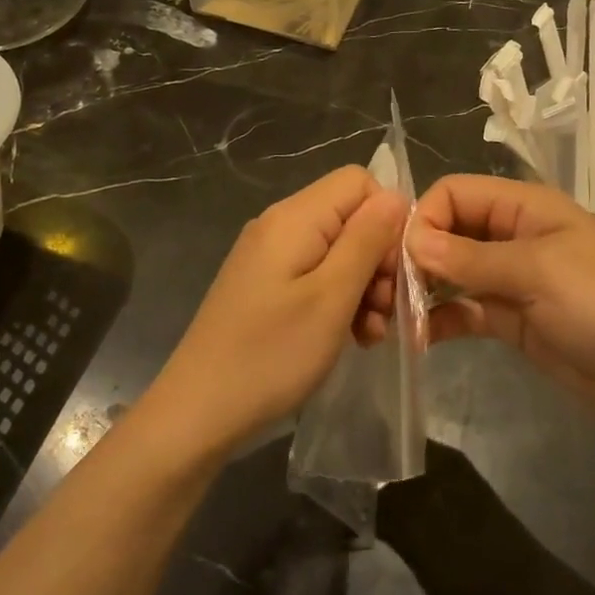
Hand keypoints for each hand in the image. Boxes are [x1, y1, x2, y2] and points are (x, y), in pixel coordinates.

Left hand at [152, 165, 405, 452]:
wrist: (198, 412)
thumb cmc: (271, 355)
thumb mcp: (331, 297)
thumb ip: (367, 240)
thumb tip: (395, 197)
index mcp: (294, 218)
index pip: (360, 182)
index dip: (388, 219)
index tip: (395, 271)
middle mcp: (279, 226)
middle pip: (350, 218)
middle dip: (379, 261)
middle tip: (385, 312)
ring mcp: (269, 258)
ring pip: (338, 251)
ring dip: (363, 288)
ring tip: (370, 333)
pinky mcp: (265, 286)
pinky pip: (316, 277)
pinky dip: (339, 301)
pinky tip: (350, 337)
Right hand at [408, 174, 594, 433]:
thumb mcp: (539, 272)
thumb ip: (471, 258)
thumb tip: (410, 242)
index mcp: (524, 207)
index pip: (454, 194)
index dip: (424, 219)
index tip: (405, 260)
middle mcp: (512, 236)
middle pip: (447, 232)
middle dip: (416, 257)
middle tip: (389, 294)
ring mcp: (510, 280)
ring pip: (450, 274)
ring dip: (422, 291)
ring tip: (394, 320)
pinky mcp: (509, 319)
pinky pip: (463, 311)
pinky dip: (440, 320)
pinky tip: (418, 339)